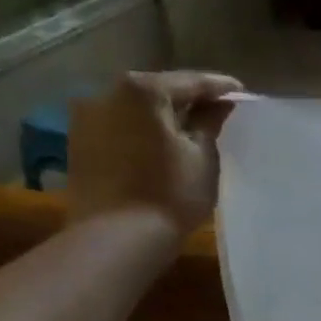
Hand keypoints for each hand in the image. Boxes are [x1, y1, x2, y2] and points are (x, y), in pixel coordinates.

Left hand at [66, 72, 243, 237]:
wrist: (116, 238)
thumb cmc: (171, 194)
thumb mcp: (202, 155)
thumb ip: (209, 121)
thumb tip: (219, 102)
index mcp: (143, 90)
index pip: (192, 81)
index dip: (221, 87)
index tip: (241, 92)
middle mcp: (107, 92)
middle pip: (160, 90)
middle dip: (189, 99)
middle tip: (217, 111)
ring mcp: (87, 117)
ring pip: (137, 109)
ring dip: (163, 115)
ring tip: (190, 130)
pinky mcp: (79, 142)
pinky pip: (121, 127)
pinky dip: (142, 131)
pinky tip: (160, 146)